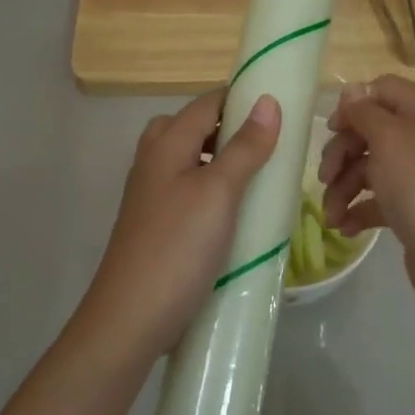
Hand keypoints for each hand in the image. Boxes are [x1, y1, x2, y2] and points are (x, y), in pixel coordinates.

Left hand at [75, 90, 280, 364]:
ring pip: (190, 161)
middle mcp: (153, 161)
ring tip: (260, 177)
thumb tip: (268, 101)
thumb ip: (244, 147)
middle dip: (231, 129)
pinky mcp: (156, 223)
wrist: (132, 316)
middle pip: (194, 128)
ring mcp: (151, 194)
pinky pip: (188, 191)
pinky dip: (213, 190)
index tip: (282, 108)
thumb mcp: (219, 192)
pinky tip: (235, 212)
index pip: (207, 103)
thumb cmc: (179, 246)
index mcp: (166, 143)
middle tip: (271, 146)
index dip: (242, 98)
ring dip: (223, 161)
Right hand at [319, 76, 414, 305]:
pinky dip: (359, 210)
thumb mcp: (389, 138)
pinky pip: (378, 199)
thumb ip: (365, 111)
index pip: (382, 90)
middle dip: (342, 154)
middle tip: (325, 177)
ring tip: (331, 216)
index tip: (332, 129)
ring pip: (370, 169)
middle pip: (371, 132)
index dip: (354, 106)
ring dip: (344, 189)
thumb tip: (352, 90)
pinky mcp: (414, 207)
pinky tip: (345, 227)